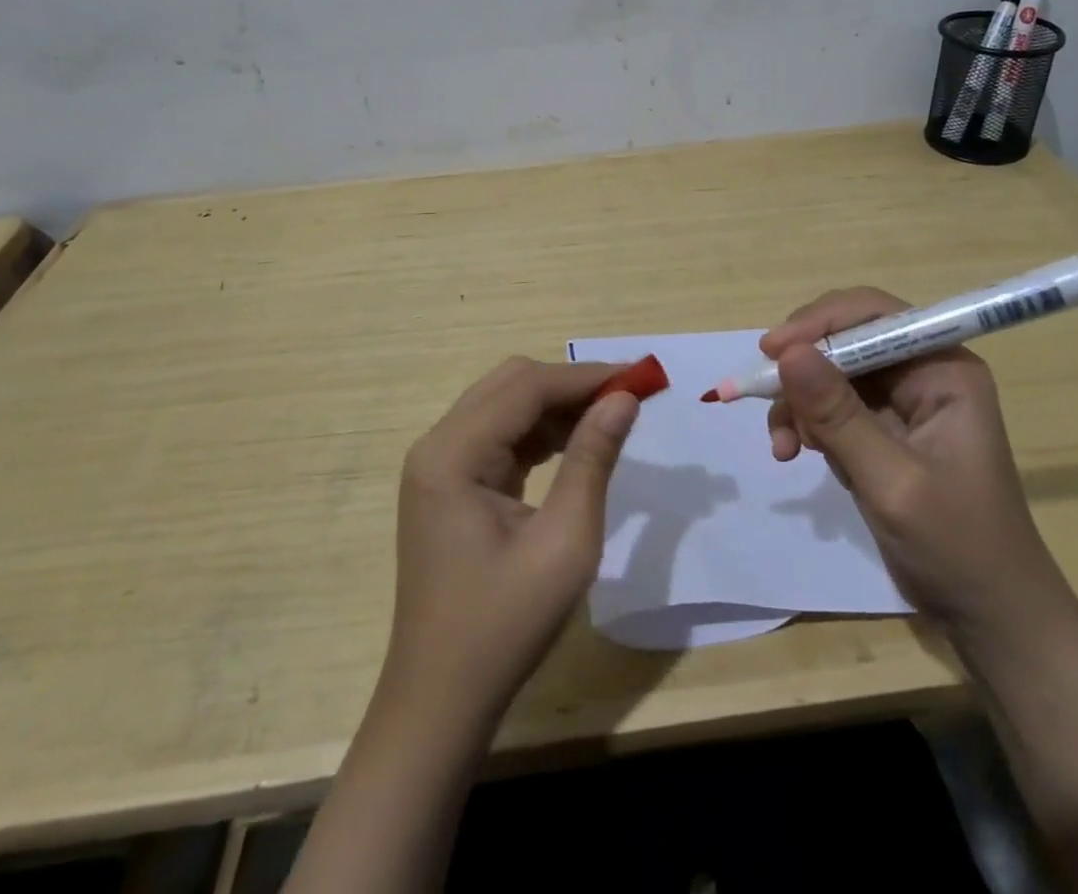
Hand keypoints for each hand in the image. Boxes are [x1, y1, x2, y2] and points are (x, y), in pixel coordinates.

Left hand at [383, 357, 639, 720]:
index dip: (586, 376)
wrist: (441, 700)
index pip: (527, 387)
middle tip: (627, 398)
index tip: (640, 377)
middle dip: (571, 384)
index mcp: (452, 454)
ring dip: (557, 405)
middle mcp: (437, 445)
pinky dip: (539, 432)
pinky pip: (498, 436)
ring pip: (505, 405)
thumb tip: (624, 398)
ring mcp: (439, 465)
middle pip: (511, 384)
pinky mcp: (448, 484)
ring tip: (610, 418)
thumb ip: (593, 460)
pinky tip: (575, 444)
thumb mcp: (564, 543)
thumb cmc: (505, 626)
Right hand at [761, 288, 1061, 632]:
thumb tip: (787, 352)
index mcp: (943, 369)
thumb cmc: (956, 545)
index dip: (820, 323)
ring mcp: (901, 403)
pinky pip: (831, 408)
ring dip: (799, 404)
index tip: (772, 351)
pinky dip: (807, 425)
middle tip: (764, 395)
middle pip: (845, 340)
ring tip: (784, 446)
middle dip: (803, 370)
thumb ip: (838, 415)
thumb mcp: (891, 480)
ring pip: (830, 374)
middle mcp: (922, 373)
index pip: (874, 315)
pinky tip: (793, 454)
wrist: (986, 616)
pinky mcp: (882, 430)